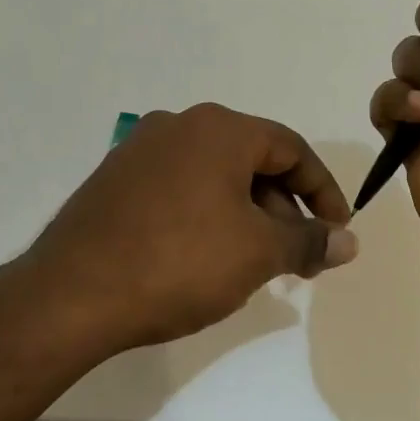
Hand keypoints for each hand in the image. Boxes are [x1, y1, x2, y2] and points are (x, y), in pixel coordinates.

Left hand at [21, 103, 357, 356]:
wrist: (71, 295)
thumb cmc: (179, 262)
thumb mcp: (258, 253)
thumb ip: (309, 241)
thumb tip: (348, 241)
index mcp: (218, 128)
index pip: (290, 148)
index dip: (323, 190)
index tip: (337, 230)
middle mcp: (178, 125)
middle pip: (251, 160)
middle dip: (283, 207)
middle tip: (297, 254)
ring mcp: (139, 150)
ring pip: (214, 175)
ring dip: (246, 213)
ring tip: (253, 262)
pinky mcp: (114, 180)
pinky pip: (179, 188)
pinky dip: (207, 214)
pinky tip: (205, 257)